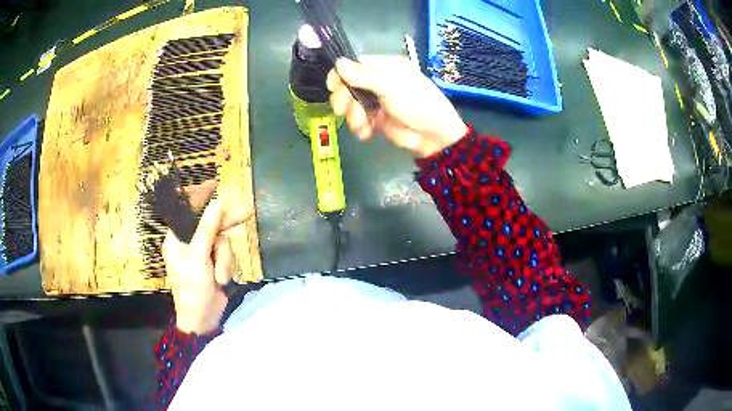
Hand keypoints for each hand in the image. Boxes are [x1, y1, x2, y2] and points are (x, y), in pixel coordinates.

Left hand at [162, 180, 252, 334]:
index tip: (214, 185)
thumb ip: (207, 229)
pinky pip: (227, 255)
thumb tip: (217, 202)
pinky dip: (227, 267)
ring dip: (225, 260)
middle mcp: (189, 243)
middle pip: (210, 224)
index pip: (187, 210)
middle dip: (226, 224)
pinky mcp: (214, 264)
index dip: (199, 196)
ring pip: (222, 241)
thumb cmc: (192, 289)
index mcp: (177, 238)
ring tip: (220, 277)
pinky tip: (221, 281)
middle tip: (247, 213)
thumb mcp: (199, 257)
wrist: (202, 320)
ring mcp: (203, 254)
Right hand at [327, 56, 467, 157]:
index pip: (354, 65)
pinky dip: (360, 128)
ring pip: (351, 105)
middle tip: (344, 110)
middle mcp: (379, 82)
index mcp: (385, 67)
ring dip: (353, 116)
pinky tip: (367, 133)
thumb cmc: (417, 102)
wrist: (434, 136)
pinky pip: (359, 121)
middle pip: (348, 86)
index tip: (333, 87)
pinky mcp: (377, 120)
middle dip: (344, 99)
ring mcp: (377, 101)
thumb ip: (362, 75)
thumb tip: (338, 62)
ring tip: (362, 125)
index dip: (340, 75)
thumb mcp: (390, 85)